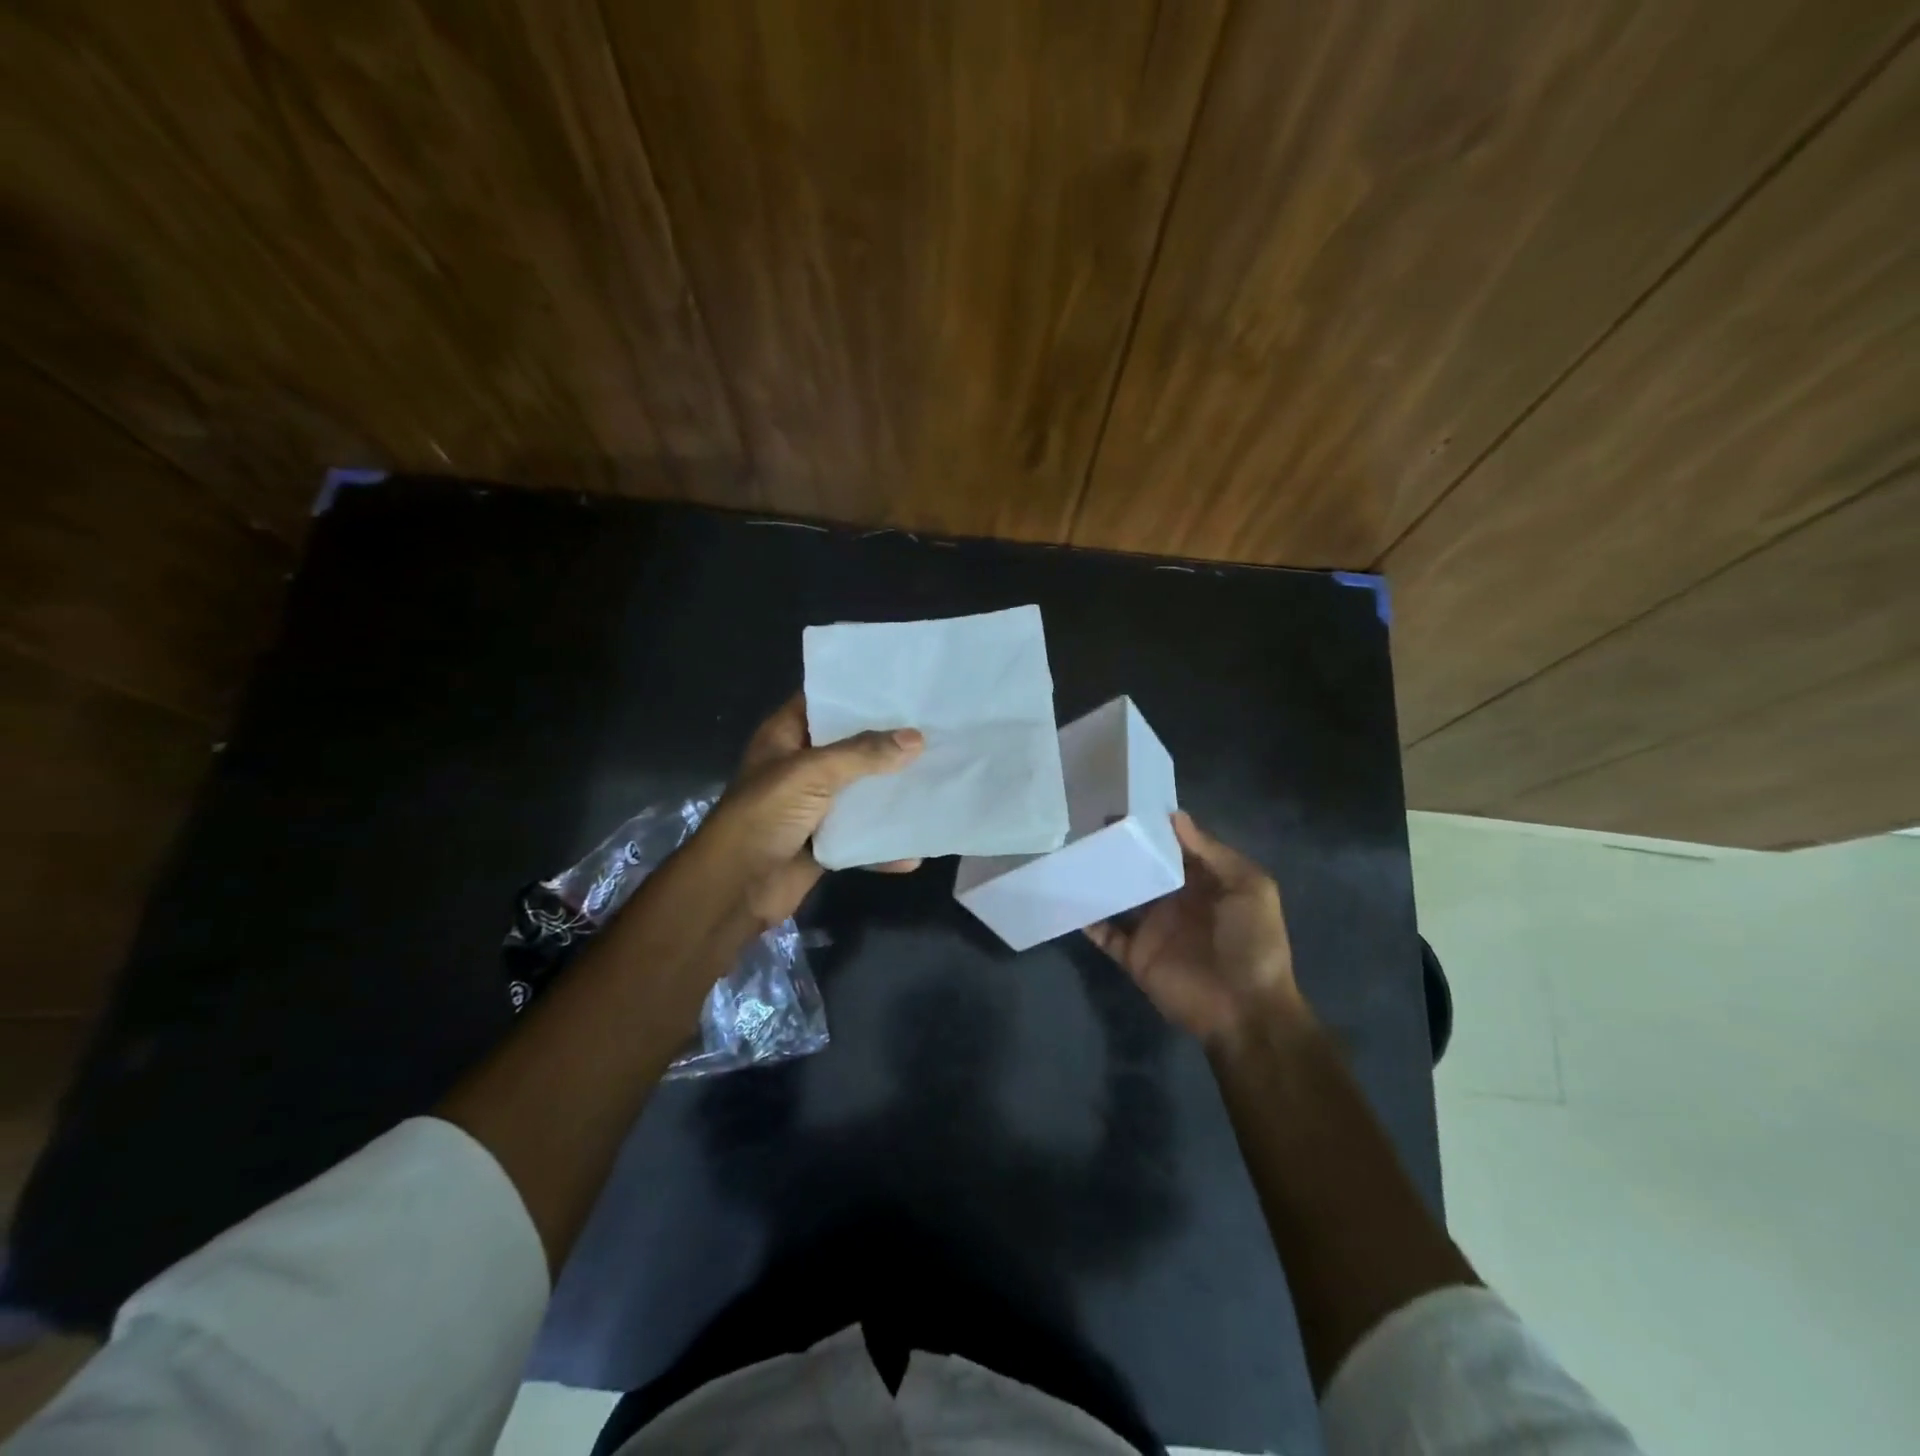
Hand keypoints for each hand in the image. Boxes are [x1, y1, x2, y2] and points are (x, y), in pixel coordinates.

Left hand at [689, 693, 923, 926]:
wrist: (734, 888)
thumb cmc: (763, 816)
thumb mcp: (810, 773)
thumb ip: (863, 754)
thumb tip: (916, 738)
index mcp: (785, 737)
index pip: (823, 701)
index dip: (857, 692)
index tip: (901, 686)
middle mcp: (800, 766)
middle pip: (849, 747)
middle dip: (887, 742)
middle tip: (934, 728)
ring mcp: (812, 806)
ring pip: (859, 792)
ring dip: (890, 792)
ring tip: (937, 777)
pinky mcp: (823, 841)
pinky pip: (860, 837)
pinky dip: (882, 844)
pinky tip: (915, 849)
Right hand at [1085, 812, 1307, 1051]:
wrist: (1246, 1010)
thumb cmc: (1253, 943)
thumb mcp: (1250, 889)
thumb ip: (1212, 853)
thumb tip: (1174, 816)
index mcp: (1203, 883)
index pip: (1173, 849)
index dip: (1152, 830)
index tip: (1123, 807)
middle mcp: (1175, 901)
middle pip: (1142, 870)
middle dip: (1120, 851)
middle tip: (1088, 826)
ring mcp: (1153, 929)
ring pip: (1120, 897)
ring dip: (1100, 880)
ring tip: (1074, 855)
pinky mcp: (1135, 956)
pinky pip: (1106, 934)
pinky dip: (1088, 920)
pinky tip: (1069, 899)